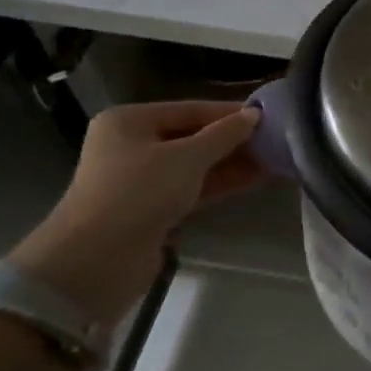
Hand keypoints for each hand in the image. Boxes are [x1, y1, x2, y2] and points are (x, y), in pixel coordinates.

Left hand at [9, 100, 262, 328]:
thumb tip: (254, 115)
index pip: (189, 108)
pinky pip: (190, 188)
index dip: (228, 113)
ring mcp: (139, 180)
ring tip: (272, 159)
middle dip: (231, 140)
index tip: (267, 115)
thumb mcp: (187, 158)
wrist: (96, 261)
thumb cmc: (139, 193)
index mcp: (129, 121)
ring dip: (230, 163)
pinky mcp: (150, 209)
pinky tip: (253, 180)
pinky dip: (218, 183)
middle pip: (190, 136)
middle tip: (274, 140)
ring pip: (193, 165)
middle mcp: (131, 145)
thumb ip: (223, 135)